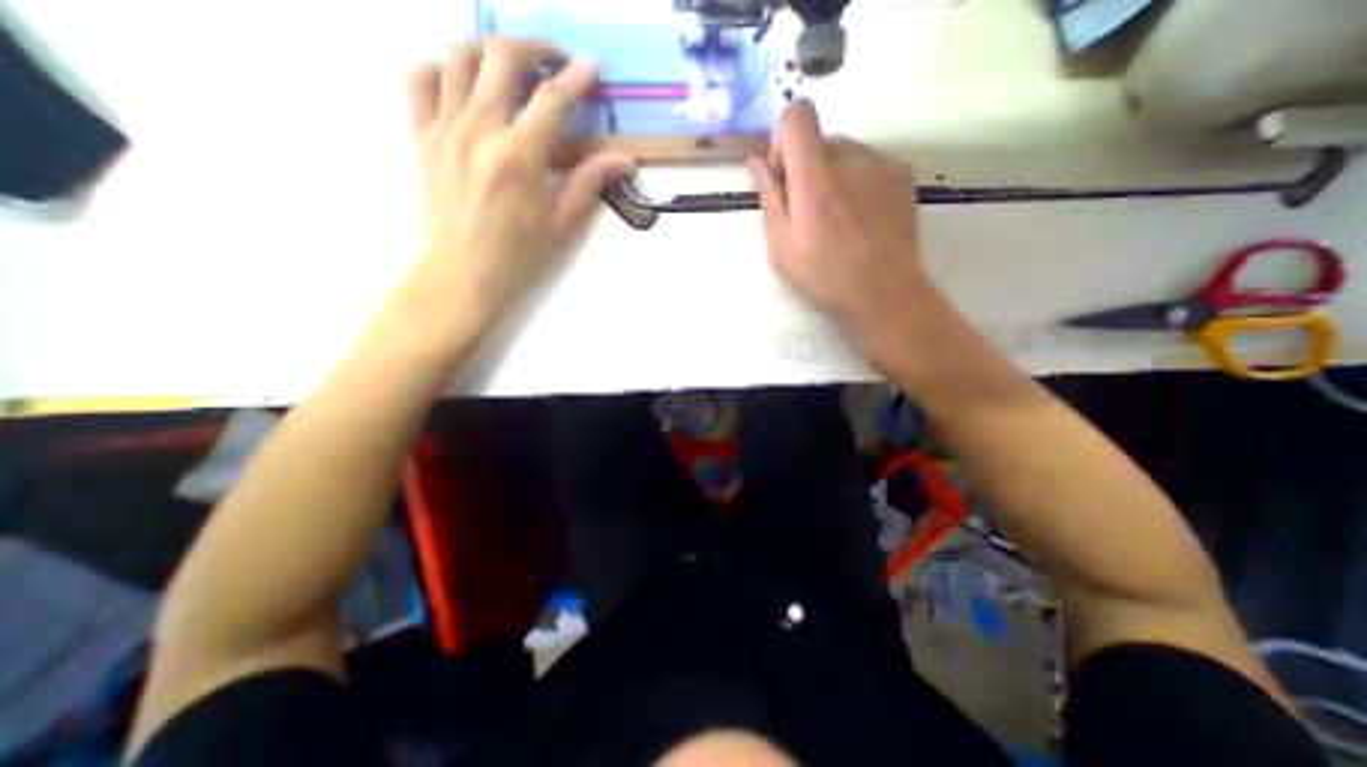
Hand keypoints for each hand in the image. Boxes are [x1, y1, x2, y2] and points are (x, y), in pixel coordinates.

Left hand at [392, 42, 631, 350]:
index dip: (575, 78)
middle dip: (534, 48)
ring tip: (510, 65)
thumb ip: (590, 182)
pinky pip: (421, 80)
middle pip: (501, 58)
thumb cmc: (520, 252)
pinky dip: (443, 68)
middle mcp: (479, 129)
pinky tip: (464, 82)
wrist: (465, 271)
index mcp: (519, 156)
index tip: (590, 66)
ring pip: (458, 57)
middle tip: (552, 59)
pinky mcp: (423, 135)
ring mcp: (445, 128)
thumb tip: (624, 160)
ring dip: (489, 50)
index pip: (551, 99)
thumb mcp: (562, 221)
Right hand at [745, 95, 940, 352]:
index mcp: (815, 178)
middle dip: (807, 167)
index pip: (798, 114)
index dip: (784, 138)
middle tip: (809, 210)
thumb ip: (769, 198)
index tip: (785, 174)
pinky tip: (860, 217)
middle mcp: (851, 160)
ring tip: (837, 218)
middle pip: (820, 139)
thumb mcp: (781, 246)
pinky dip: (857, 181)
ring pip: (845, 152)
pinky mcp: (902, 175)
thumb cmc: (824, 276)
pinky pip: (869, 163)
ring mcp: (882, 165)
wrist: (884, 292)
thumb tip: (758, 161)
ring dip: (833, 174)